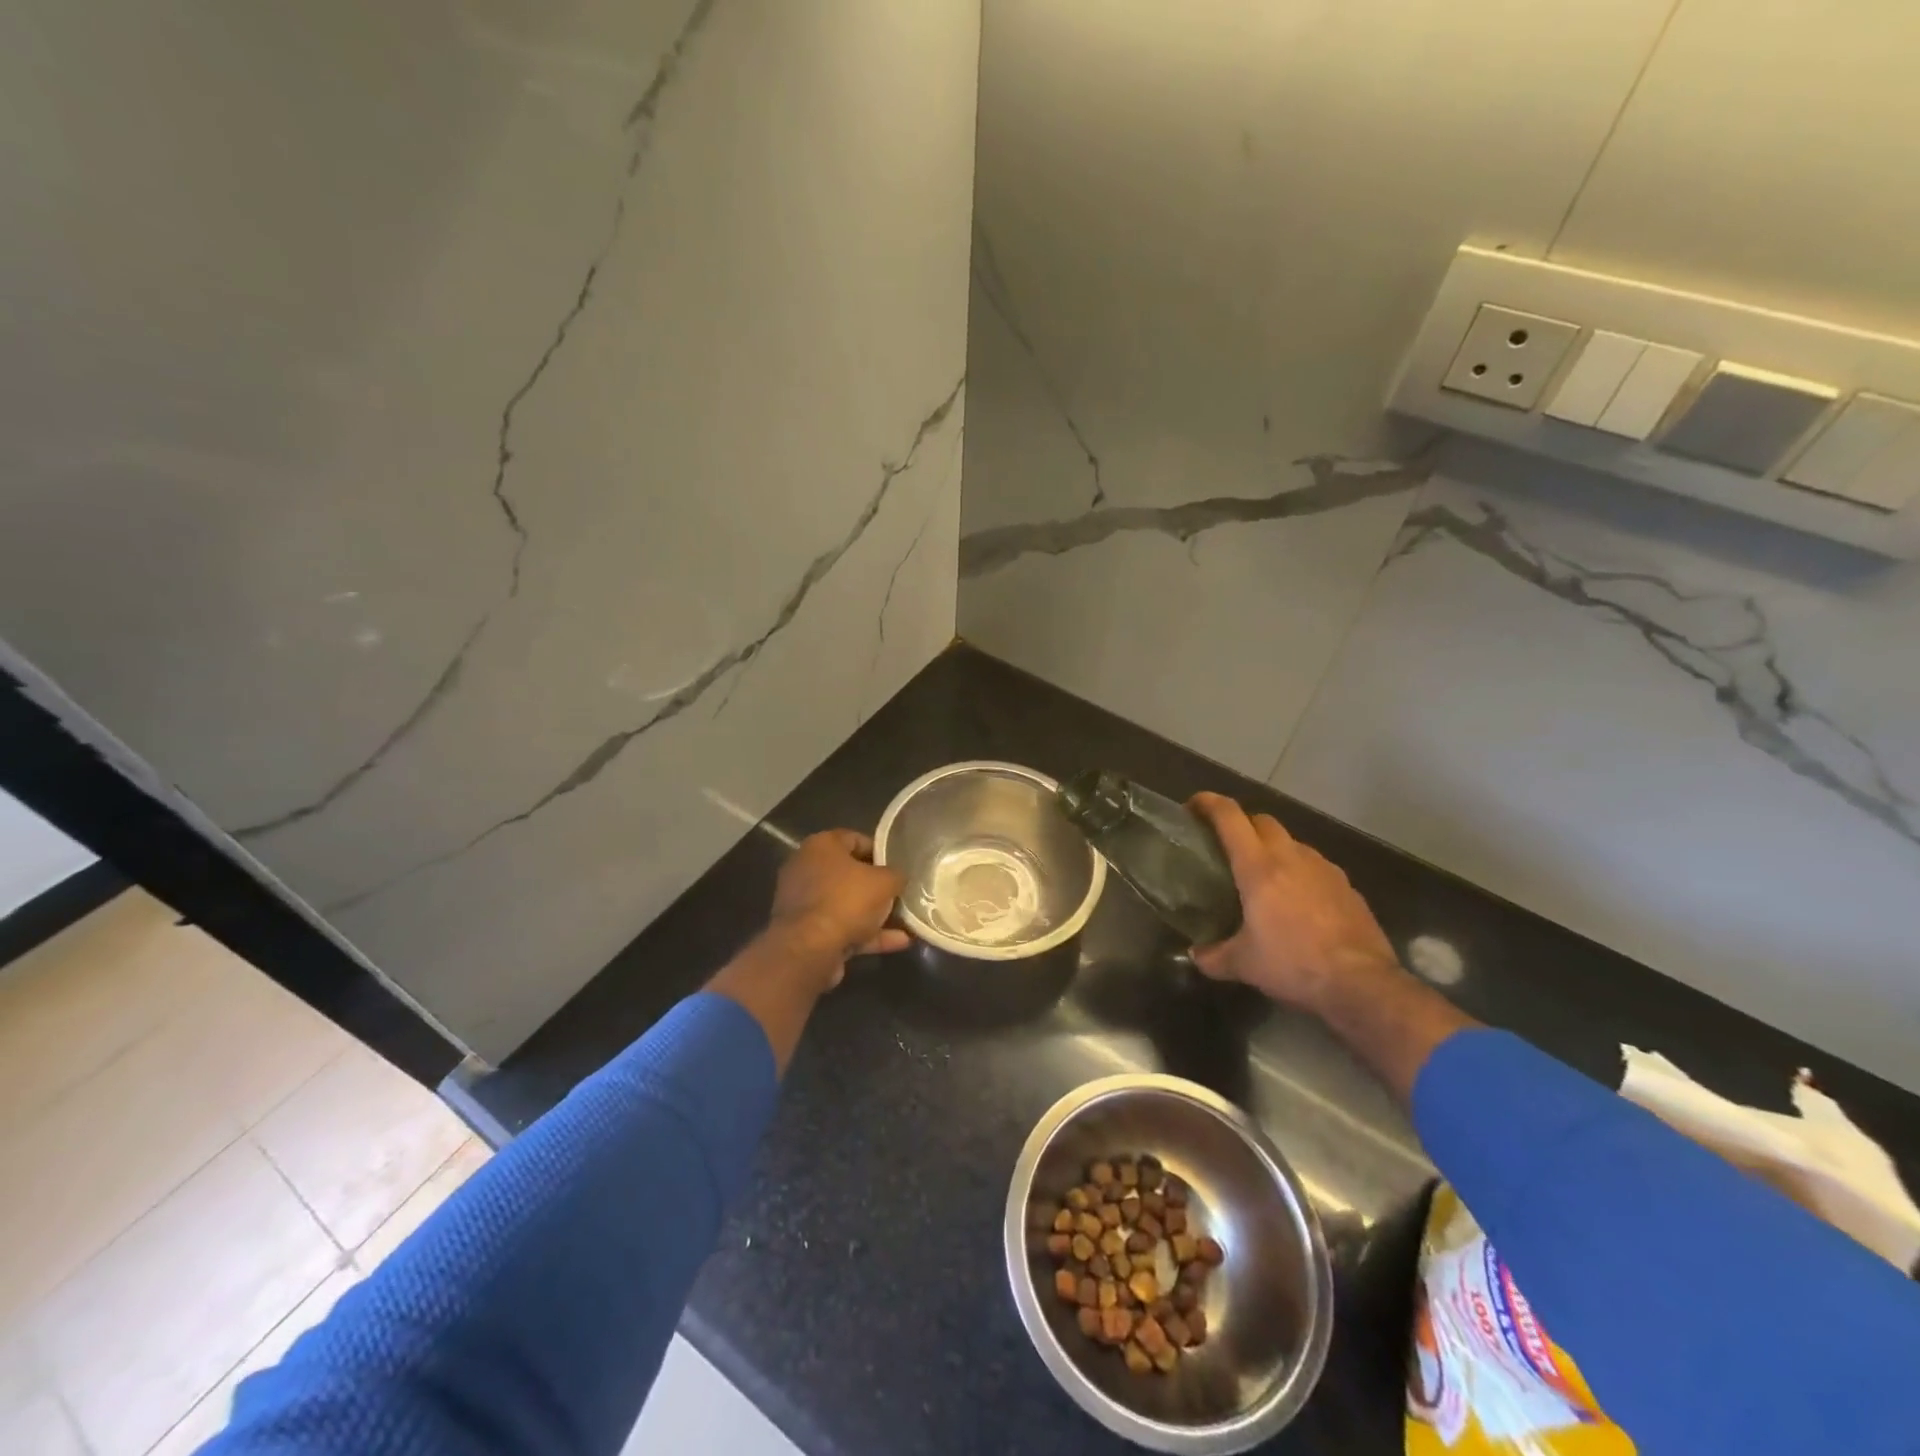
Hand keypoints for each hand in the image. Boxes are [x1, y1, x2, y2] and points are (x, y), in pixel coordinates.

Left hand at [766, 829, 909, 988]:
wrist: (809, 949)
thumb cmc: (847, 901)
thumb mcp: (885, 882)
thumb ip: (896, 875)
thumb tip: (898, 878)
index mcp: (820, 846)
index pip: (854, 839)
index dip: (880, 851)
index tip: (899, 865)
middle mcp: (807, 869)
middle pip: (850, 874)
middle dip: (877, 886)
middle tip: (901, 893)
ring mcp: (805, 903)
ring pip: (847, 904)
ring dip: (876, 914)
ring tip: (907, 922)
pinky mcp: (807, 932)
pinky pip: (843, 928)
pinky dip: (868, 934)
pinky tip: (899, 942)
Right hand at [1187, 793, 1400, 1013]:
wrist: (1361, 983)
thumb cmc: (1293, 963)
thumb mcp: (1244, 964)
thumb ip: (1213, 957)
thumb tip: (1195, 956)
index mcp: (1258, 866)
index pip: (1230, 817)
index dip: (1209, 803)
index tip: (1193, 805)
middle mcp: (1291, 857)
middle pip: (1263, 820)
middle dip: (1243, 824)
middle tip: (1228, 845)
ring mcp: (1324, 868)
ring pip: (1292, 842)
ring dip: (1274, 848)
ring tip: (1264, 875)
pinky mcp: (1347, 886)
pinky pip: (1316, 866)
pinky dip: (1300, 872)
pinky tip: (1298, 900)